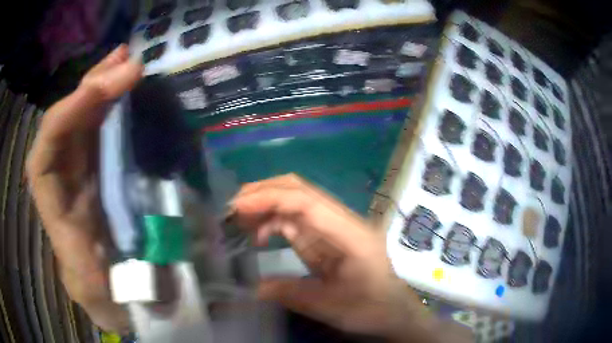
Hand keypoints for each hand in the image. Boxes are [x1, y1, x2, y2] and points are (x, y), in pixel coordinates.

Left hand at [27, 45, 142, 332]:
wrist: (125, 301)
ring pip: (82, 123)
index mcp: (60, 221)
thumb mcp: (106, 299)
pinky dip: (113, 106)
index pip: (44, 159)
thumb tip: (113, 247)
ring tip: (127, 60)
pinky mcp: (103, 173)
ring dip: (101, 87)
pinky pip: (102, 132)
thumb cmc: (115, 302)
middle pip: (64, 129)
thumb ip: (99, 279)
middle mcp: (66, 189)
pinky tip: (128, 88)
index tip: (100, 93)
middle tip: (125, 62)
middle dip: (89, 90)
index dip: (65, 120)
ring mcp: (84, 177)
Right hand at [232, 174, 462, 340]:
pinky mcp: (326, 237)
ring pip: (296, 202)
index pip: (308, 202)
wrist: (394, 311)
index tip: (239, 207)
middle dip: (265, 193)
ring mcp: (334, 227)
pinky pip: (296, 220)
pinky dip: (273, 222)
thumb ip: (293, 294)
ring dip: (266, 205)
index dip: (271, 198)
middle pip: (301, 191)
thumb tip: (254, 287)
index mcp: (351, 234)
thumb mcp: (332, 307)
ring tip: (238, 220)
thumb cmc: (372, 309)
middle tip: (233, 208)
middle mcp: (343, 222)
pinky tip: (258, 236)